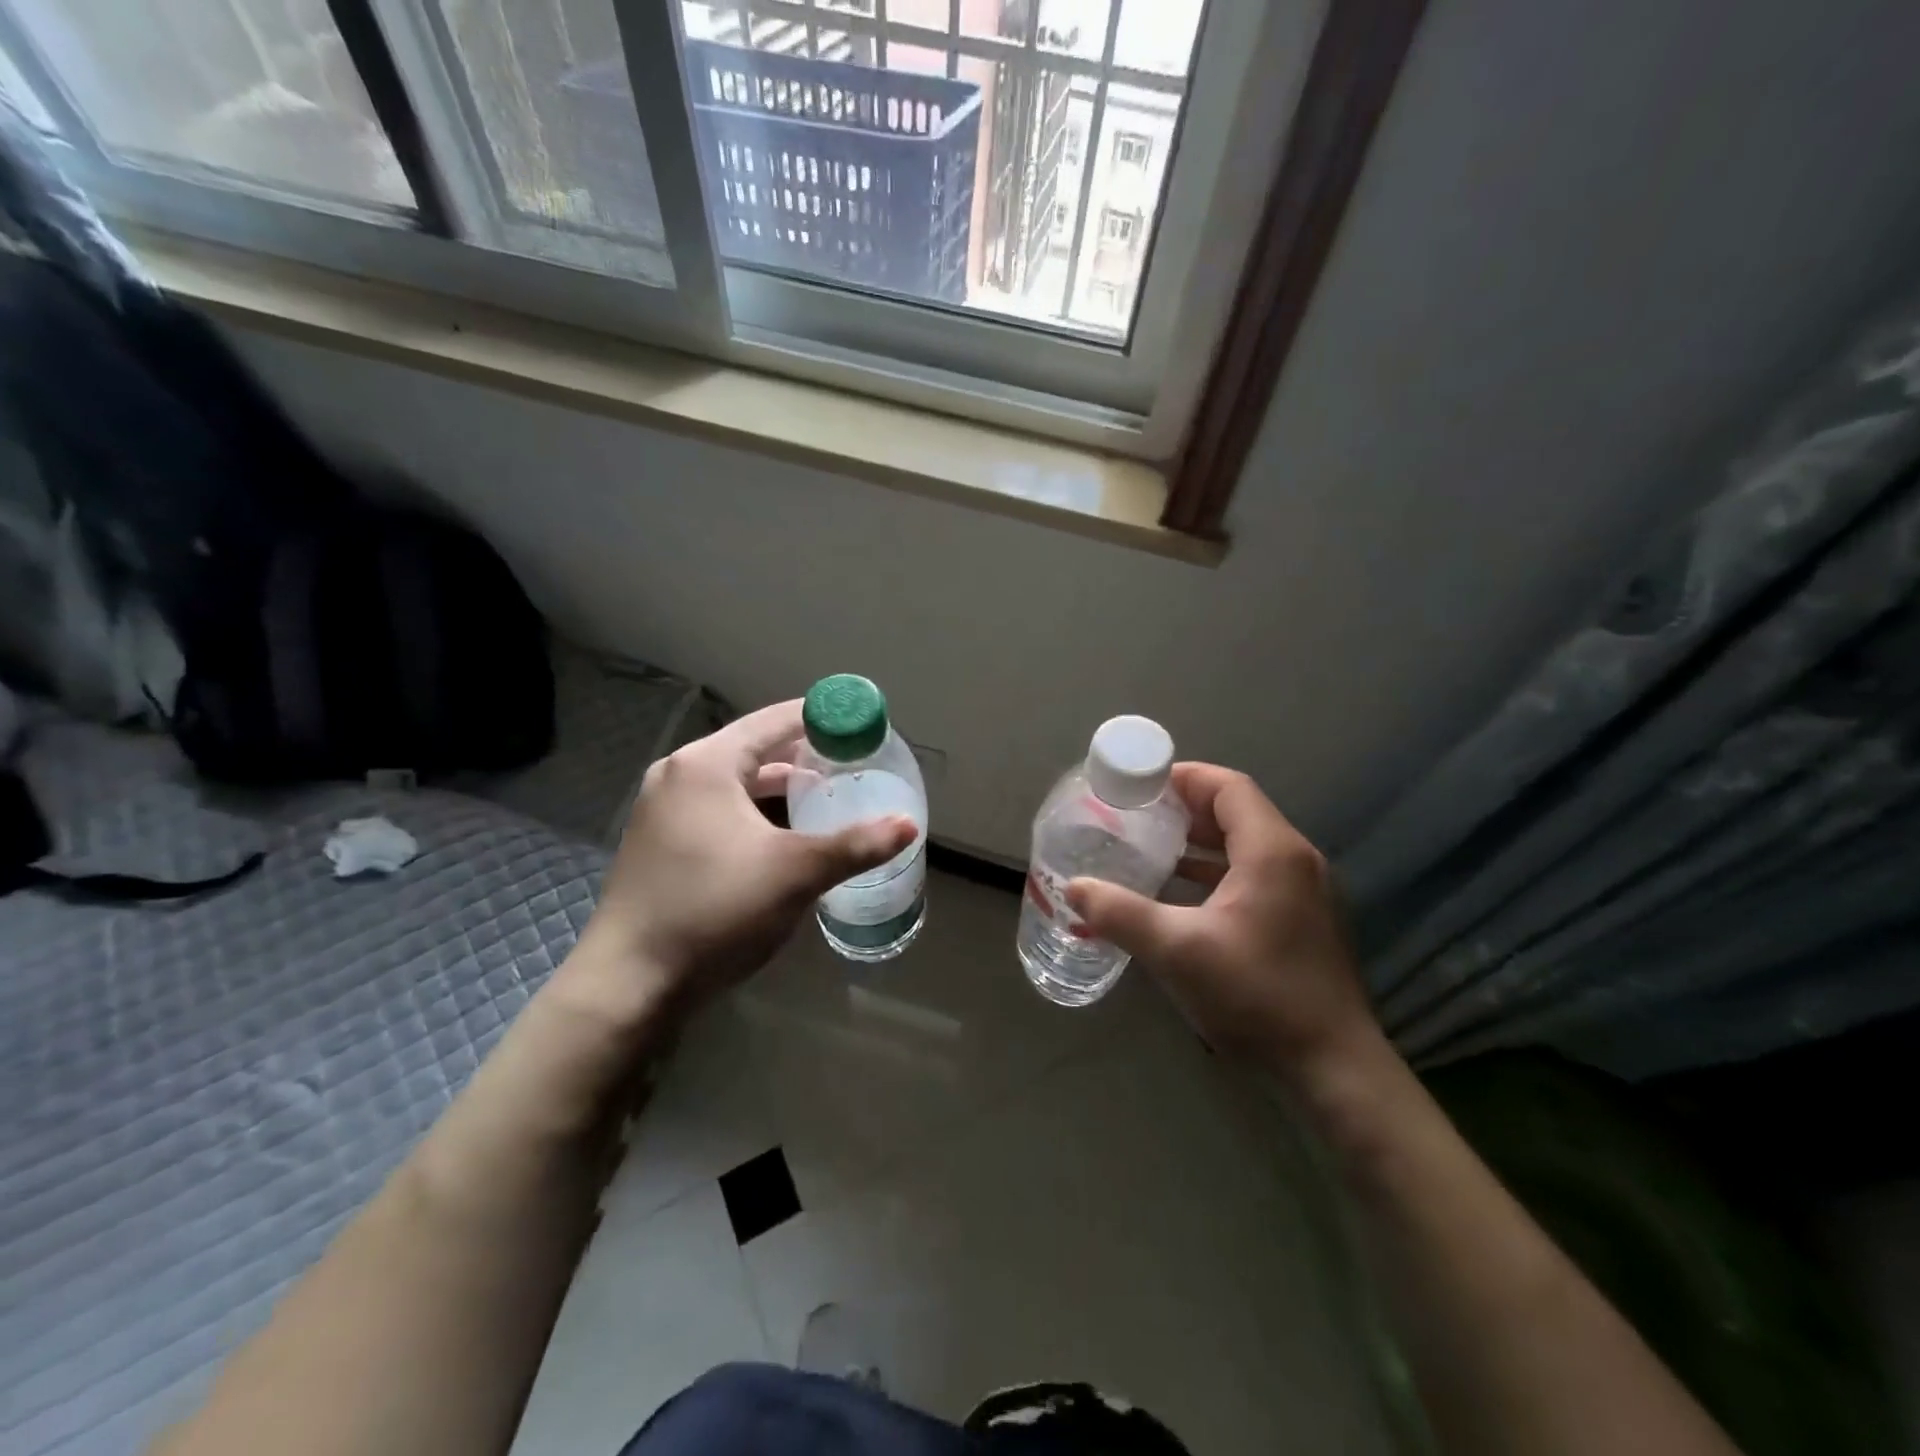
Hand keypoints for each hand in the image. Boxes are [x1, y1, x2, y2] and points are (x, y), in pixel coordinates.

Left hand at [561, 702, 917, 1026]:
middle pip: (756, 748)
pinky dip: (755, 809)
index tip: (863, 727)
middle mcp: (680, 774)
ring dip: (780, 786)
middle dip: (806, 755)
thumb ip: (856, 845)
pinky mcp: (660, 841)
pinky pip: (719, 807)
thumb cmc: (715, 910)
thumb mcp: (795, 874)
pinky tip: (783, 833)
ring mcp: (664, 809)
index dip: (823, 719)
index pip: (775, 721)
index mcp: (707, 764)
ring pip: (736, 781)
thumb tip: (908, 826)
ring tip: (826, 796)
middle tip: (853, 764)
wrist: (630, 982)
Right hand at [1065, 764, 1379, 1080]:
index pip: (1228, 787)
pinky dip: (1216, 871)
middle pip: (1237, 811)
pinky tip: (1181, 894)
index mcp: (1272, 851)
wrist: (1333, 1067)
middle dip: (1184, 808)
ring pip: (1245, 844)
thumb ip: (1121, 913)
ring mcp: (1305, 891)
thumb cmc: (1257, 996)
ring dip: (1199, 841)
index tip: (1138, 785)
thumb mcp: (1177, 951)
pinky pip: (1254, 874)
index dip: (1182, 777)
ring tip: (1150, 847)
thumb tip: (1074, 888)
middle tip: (1135, 815)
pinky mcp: (1304, 920)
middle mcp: (1295, 860)